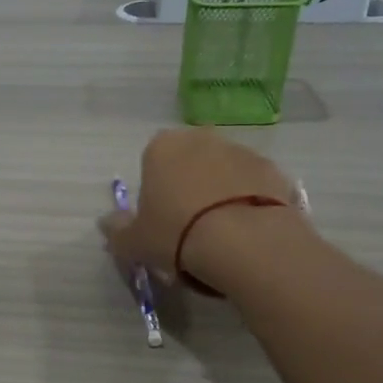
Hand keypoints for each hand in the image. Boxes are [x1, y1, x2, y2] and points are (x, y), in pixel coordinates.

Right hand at [101, 128, 304, 293]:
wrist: (246, 243)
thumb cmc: (176, 234)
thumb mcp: (134, 242)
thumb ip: (117, 230)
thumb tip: (107, 223)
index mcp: (162, 147)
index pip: (152, 162)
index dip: (154, 191)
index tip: (160, 220)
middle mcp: (201, 139)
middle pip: (189, 162)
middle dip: (188, 186)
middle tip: (189, 227)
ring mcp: (242, 151)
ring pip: (224, 172)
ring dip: (221, 193)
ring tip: (222, 235)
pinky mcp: (275, 171)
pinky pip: (254, 186)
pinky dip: (250, 203)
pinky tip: (247, 233)